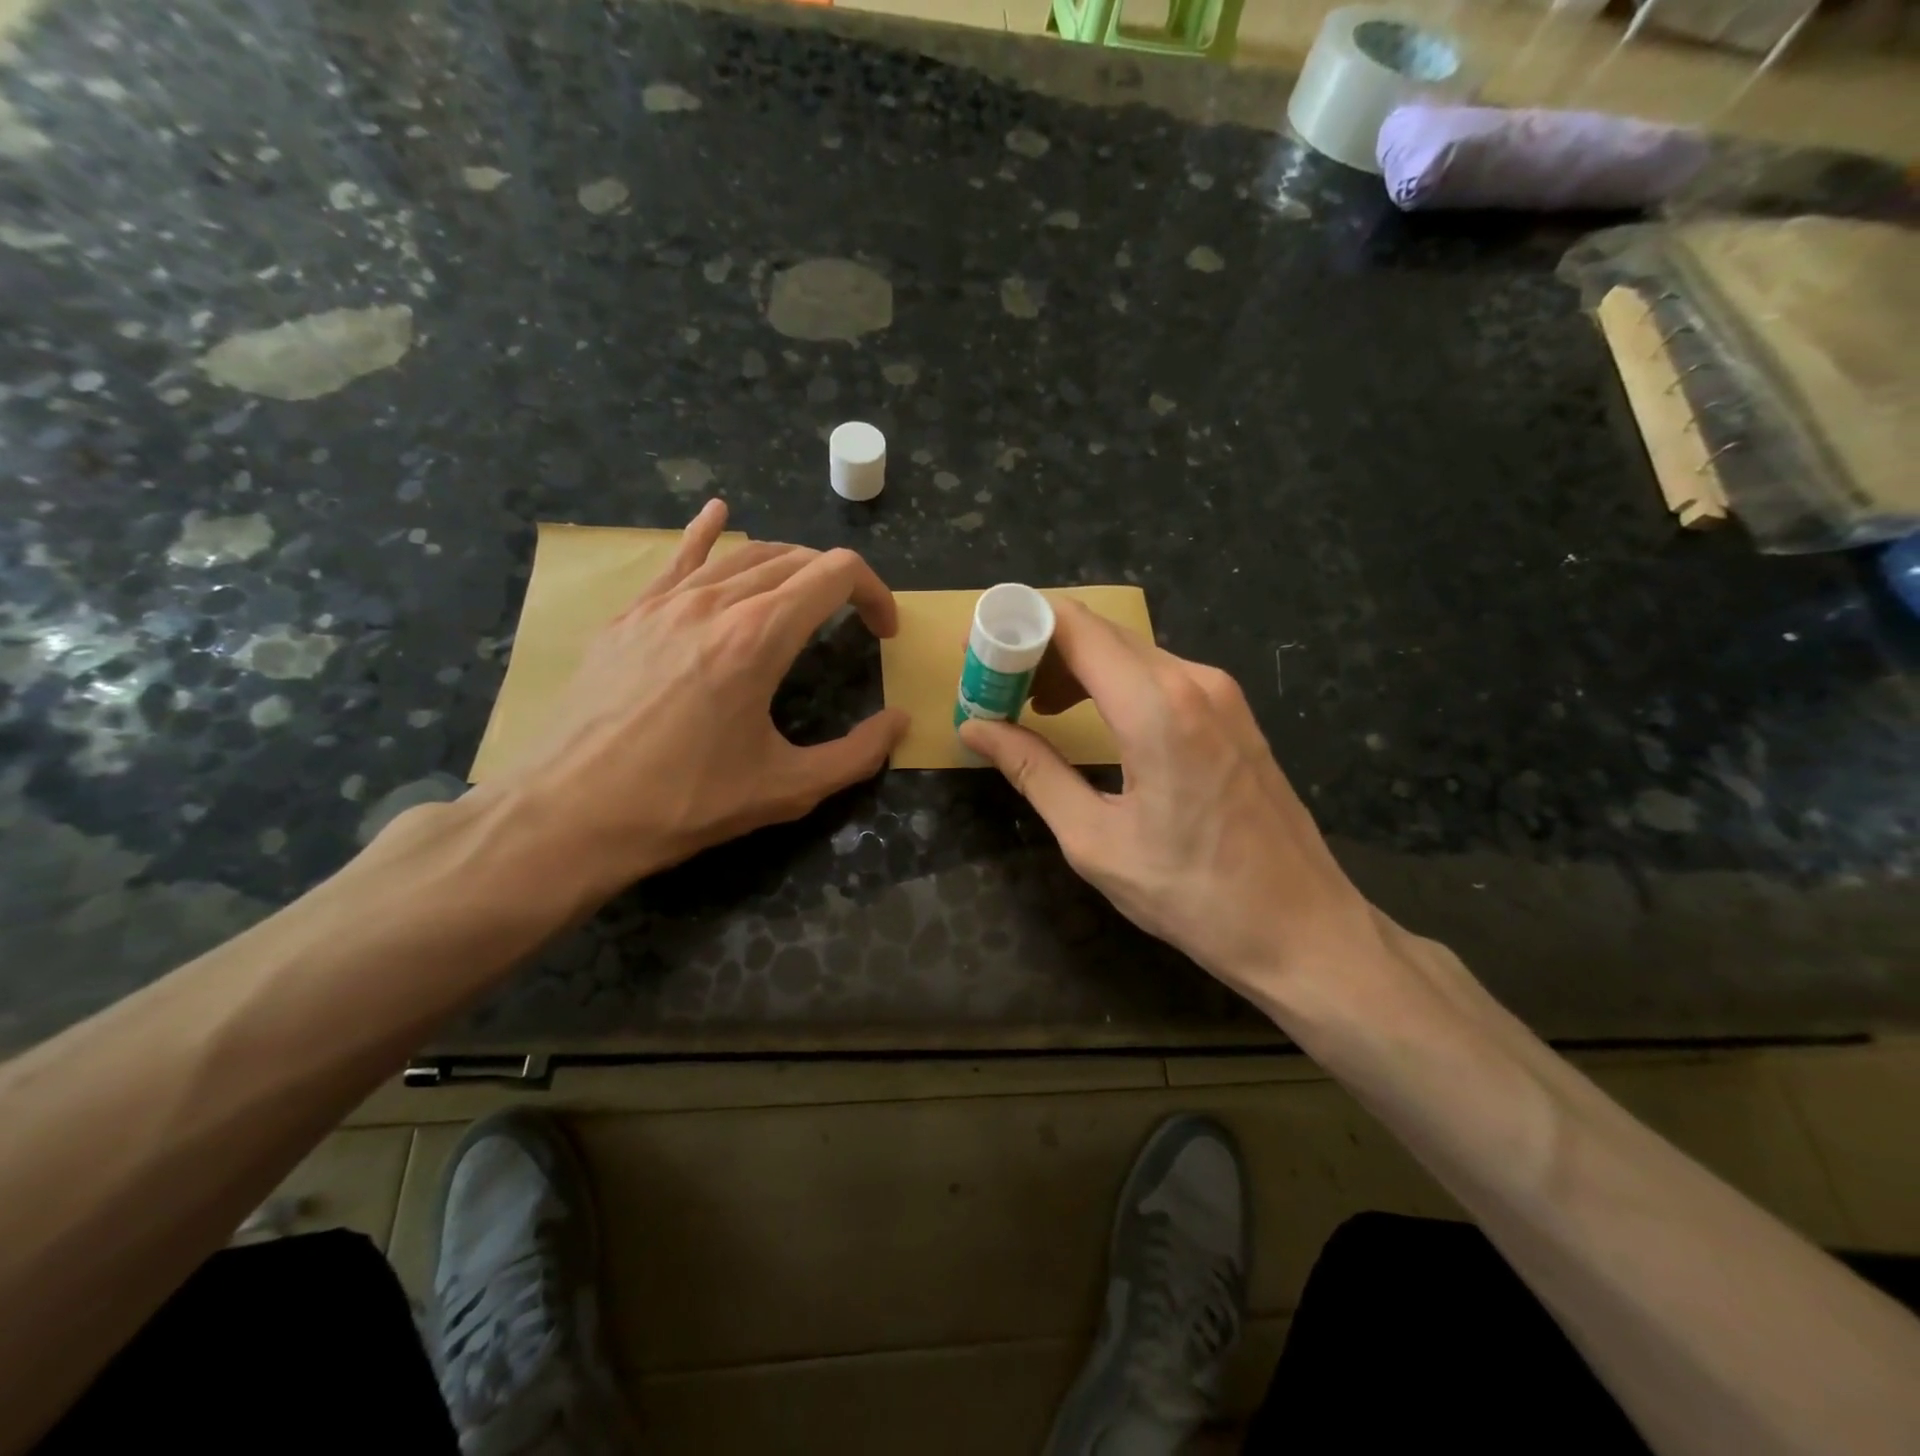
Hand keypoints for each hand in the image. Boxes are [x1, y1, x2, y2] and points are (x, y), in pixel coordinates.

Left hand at [483, 499, 906, 899]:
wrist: (570, 814)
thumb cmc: (685, 803)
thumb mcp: (787, 790)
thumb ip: (856, 755)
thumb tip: (898, 723)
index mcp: (759, 637)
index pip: (836, 574)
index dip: (874, 593)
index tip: (884, 632)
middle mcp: (715, 602)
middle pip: (794, 559)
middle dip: (837, 583)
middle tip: (852, 623)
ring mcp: (664, 602)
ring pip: (742, 556)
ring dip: (789, 567)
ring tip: (806, 597)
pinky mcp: (629, 616)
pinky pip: (678, 560)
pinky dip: (707, 535)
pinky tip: (718, 514)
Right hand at [958, 602, 1382, 1003]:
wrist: (1303, 929)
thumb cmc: (1192, 895)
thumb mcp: (1095, 839)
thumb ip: (1033, 771)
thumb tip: (975, 728)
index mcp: (1156, 707)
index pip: (1074, 627)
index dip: (1017, 625)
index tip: (976, 651)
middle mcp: (1193, 681)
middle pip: (1100, 632)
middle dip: (1039, 649)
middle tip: (996, 688)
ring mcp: (1221, 694)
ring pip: (1130, 652)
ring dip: (1076, 667)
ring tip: (1035, 709)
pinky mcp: (1233, 713)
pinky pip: (1160, 676)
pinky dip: (1114, 683)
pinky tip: (1092, 719)